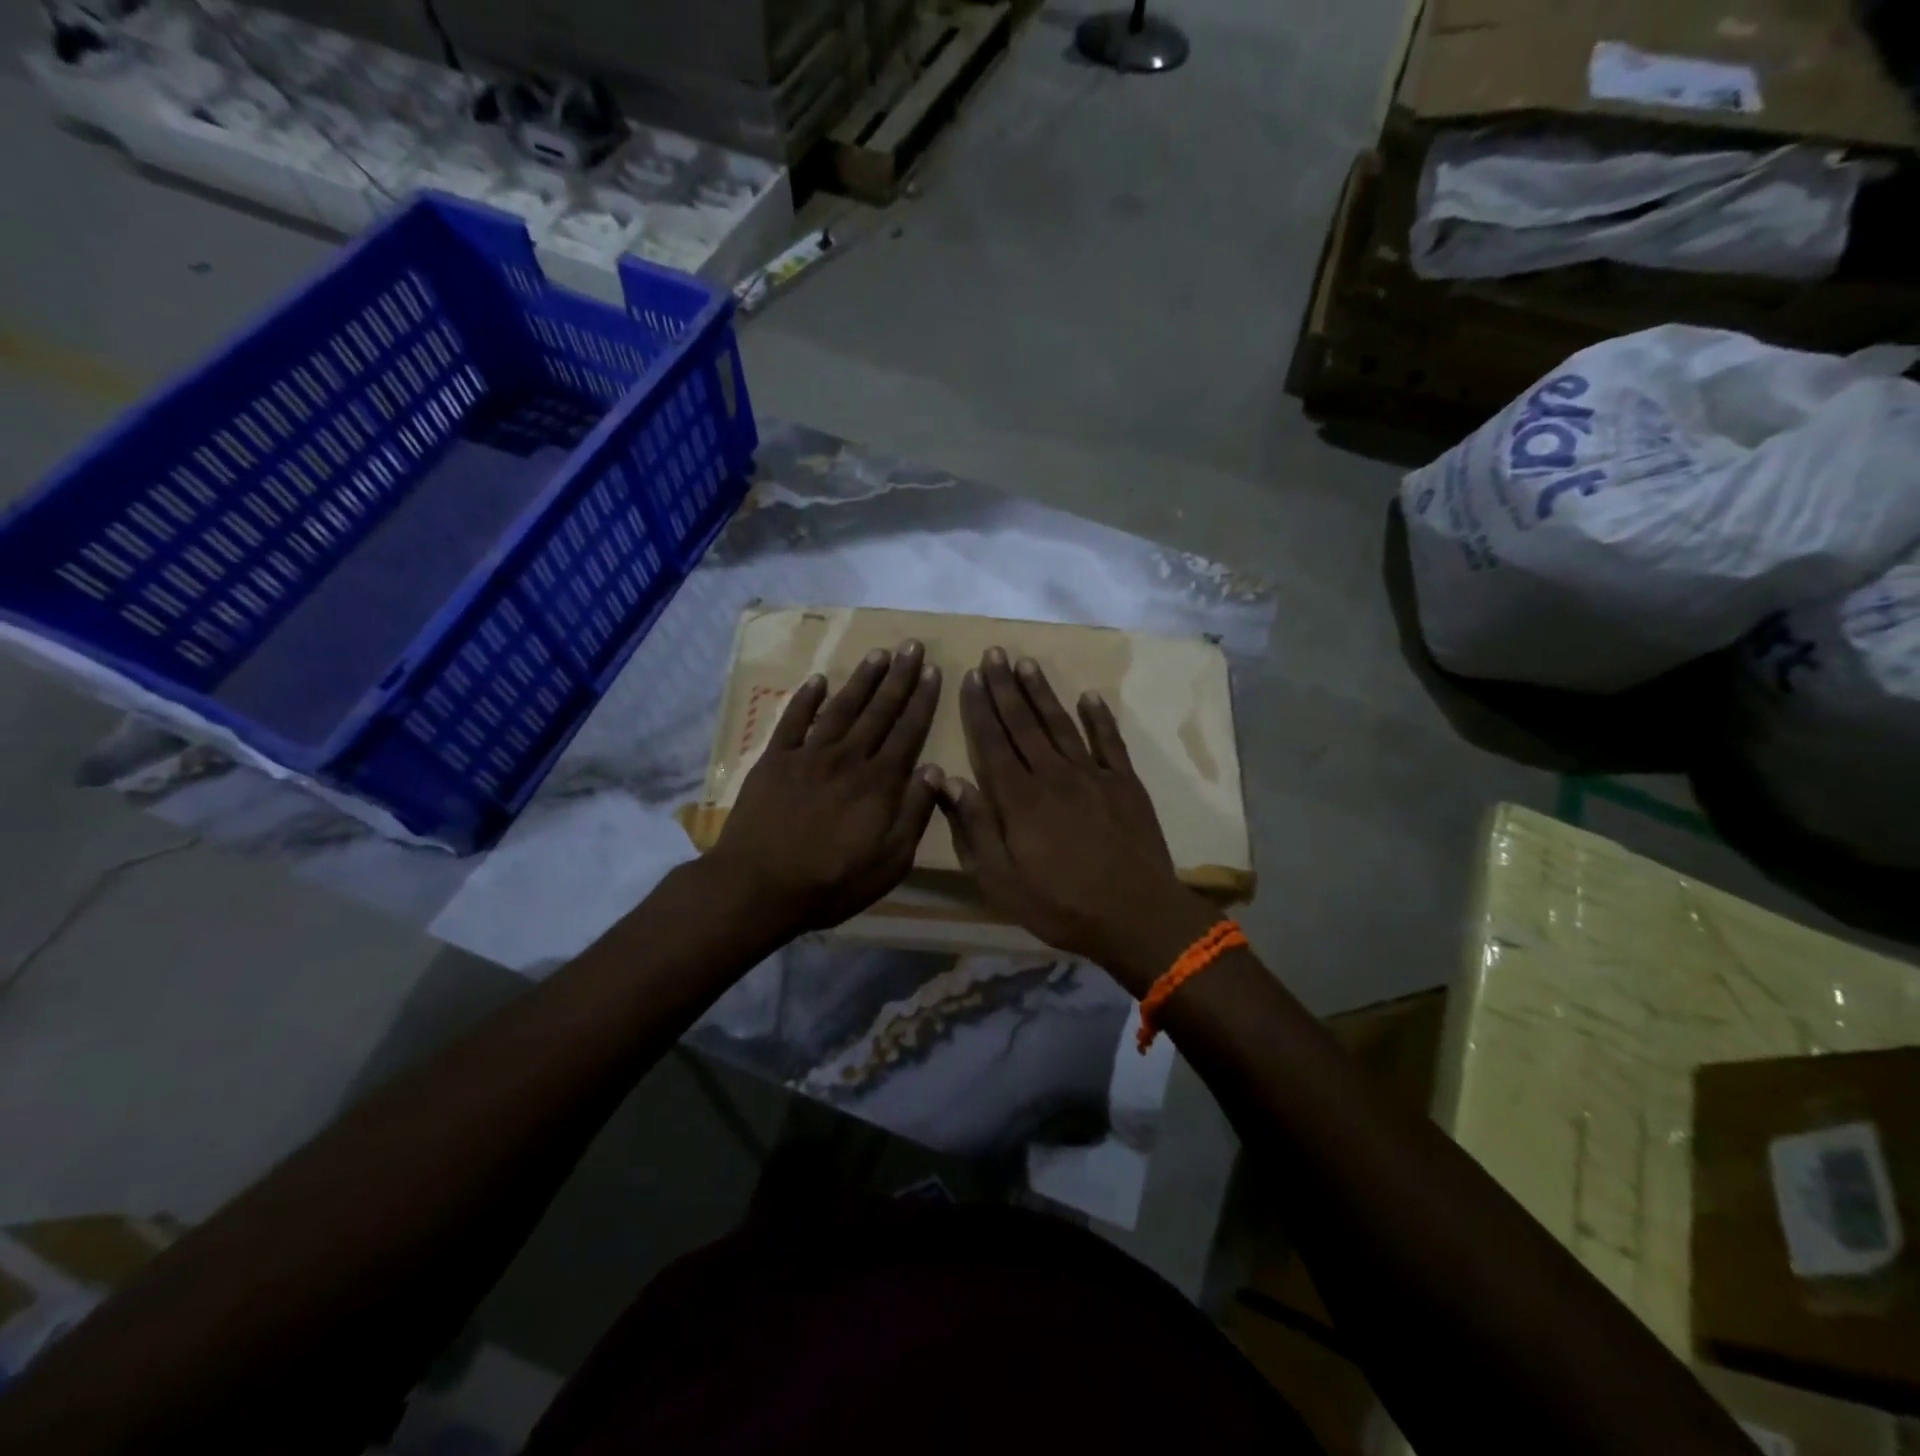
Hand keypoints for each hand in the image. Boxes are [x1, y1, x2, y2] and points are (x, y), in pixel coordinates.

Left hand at [709, 640, 942, 934]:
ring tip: (877, 653)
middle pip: (878, 711)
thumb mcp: (889, 863)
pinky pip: (793, 721)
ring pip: (841, 708)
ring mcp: (808, 756)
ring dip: (861, 680)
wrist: (757, 887)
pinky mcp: (775, 761)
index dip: (922, 700)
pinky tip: (819, 679)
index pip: (908, 732)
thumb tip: (934, 771)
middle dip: (898, 678)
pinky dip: (806, 699)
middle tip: (911, 646)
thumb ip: (914, 814)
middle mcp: (847, 759)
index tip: (932, 671)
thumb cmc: (830, 883)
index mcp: (878, 784)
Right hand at [937, 649, 1216, 992]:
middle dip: (1005, 687)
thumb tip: (948, 780)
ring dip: (1042, 692)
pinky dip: (1099, 717)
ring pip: (1061, 724)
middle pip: (1024, 724)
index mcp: (1020, 799)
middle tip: (993, 654)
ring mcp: (1093, 775)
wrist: (1136, 915)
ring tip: (1026, 662)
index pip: (993, 742)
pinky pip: (1109, 741)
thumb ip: (975, 827)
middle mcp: (1053, 775)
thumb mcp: (1002, 880)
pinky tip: (1089, 696)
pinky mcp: (1125, 783)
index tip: (970, 677)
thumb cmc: (1061, 905)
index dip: (980, 708)